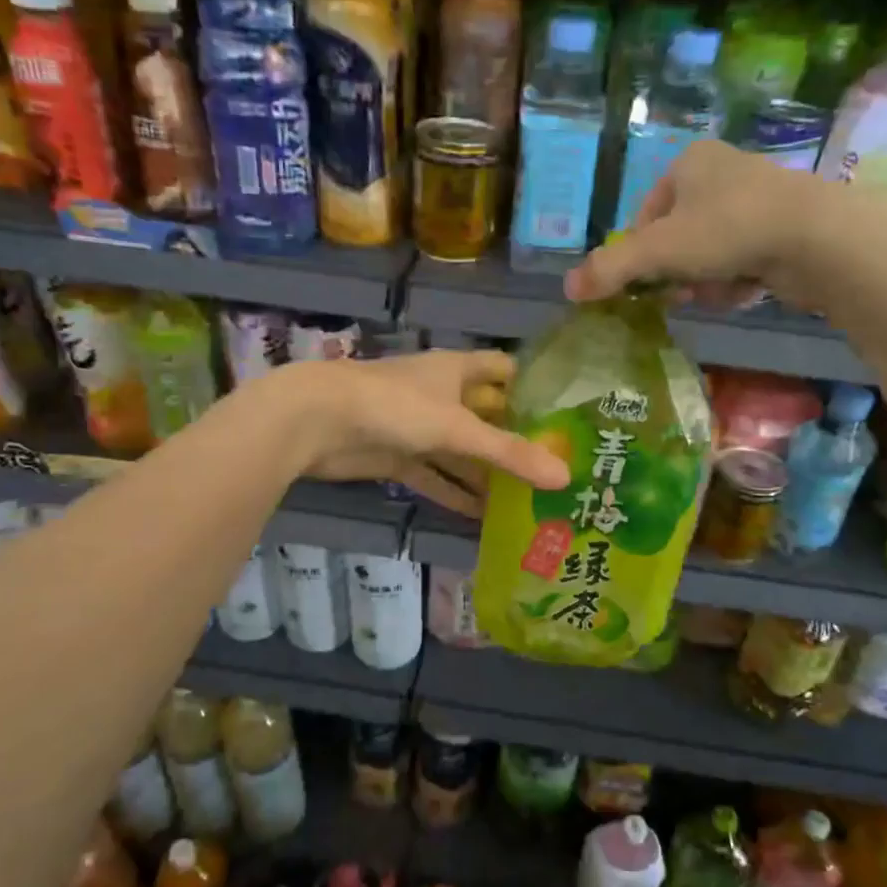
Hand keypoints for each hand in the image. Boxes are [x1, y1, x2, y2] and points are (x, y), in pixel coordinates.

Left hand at [283, 351, 568, 516]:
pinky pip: (436, 477)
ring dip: (487, 474)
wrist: (317, 422)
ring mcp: (418, 429)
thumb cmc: (395, 406)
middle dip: (516, 440)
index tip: (569, 413)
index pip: (505, 370)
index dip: (534, 386)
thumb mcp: (458, 427)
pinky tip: (484, 517)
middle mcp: (441, 396)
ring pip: (461, 452)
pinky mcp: (398, 458)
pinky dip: (455, 494)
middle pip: (487, 416)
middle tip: (559, 467)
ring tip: (530, 499)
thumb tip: (566, 476)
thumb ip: (509, 453)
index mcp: (457, 371)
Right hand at [563, 140, 886, 312]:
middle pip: (677, 237)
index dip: (641, 254)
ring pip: (709, 253)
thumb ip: (611, 268)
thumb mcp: (658, 251)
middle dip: (677, 271)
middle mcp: (722, 172)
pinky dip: (737, 280)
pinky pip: (741, 259)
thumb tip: (567, 288)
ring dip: (706, 280)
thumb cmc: (727, 230)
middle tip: (684, 292)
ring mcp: (756, 198)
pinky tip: (747, 288)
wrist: (816, 237)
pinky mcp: (783, 227)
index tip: (648, 281)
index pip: (645, 215)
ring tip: (720, 290)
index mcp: (689, 162)